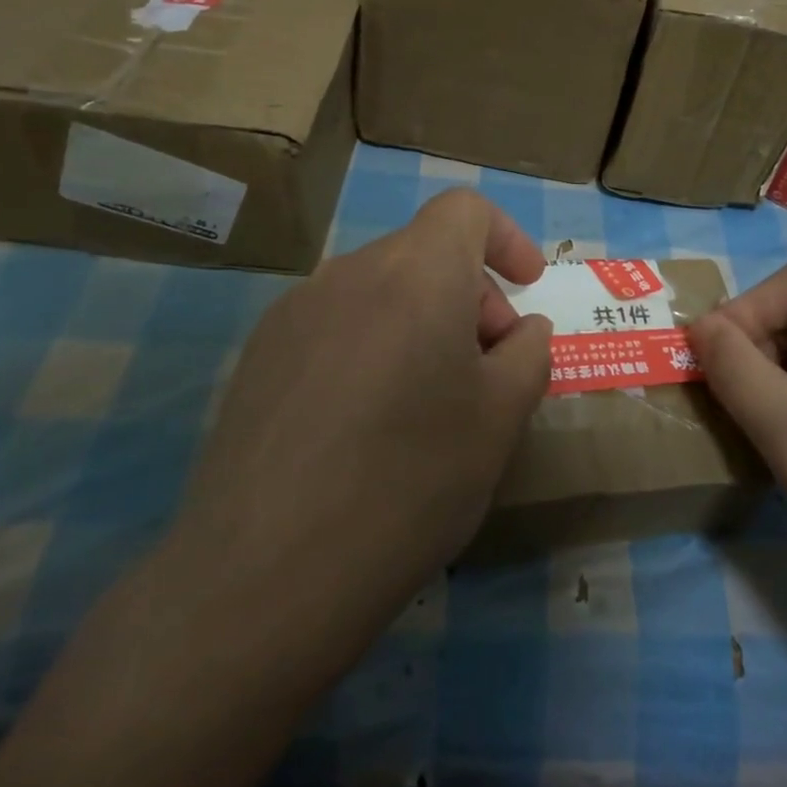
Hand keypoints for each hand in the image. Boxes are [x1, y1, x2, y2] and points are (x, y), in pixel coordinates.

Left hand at [160, 188, 552, 685]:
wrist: (262, 576)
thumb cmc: (409, 482)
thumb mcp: (501, 419)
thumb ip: (527, 354)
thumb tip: (520, 329)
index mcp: (415, 273)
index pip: (465, 210)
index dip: (506, 238)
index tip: (526, 289)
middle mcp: (349, 272)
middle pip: (424, 253)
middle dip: (470, 295)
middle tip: (484, 372)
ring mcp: (294, 311)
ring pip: (379, 291)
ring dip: (420, 323)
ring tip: (427, 405)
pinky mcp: (258, 355)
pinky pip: (336, 324)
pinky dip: (372, 346)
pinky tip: (365, 425)